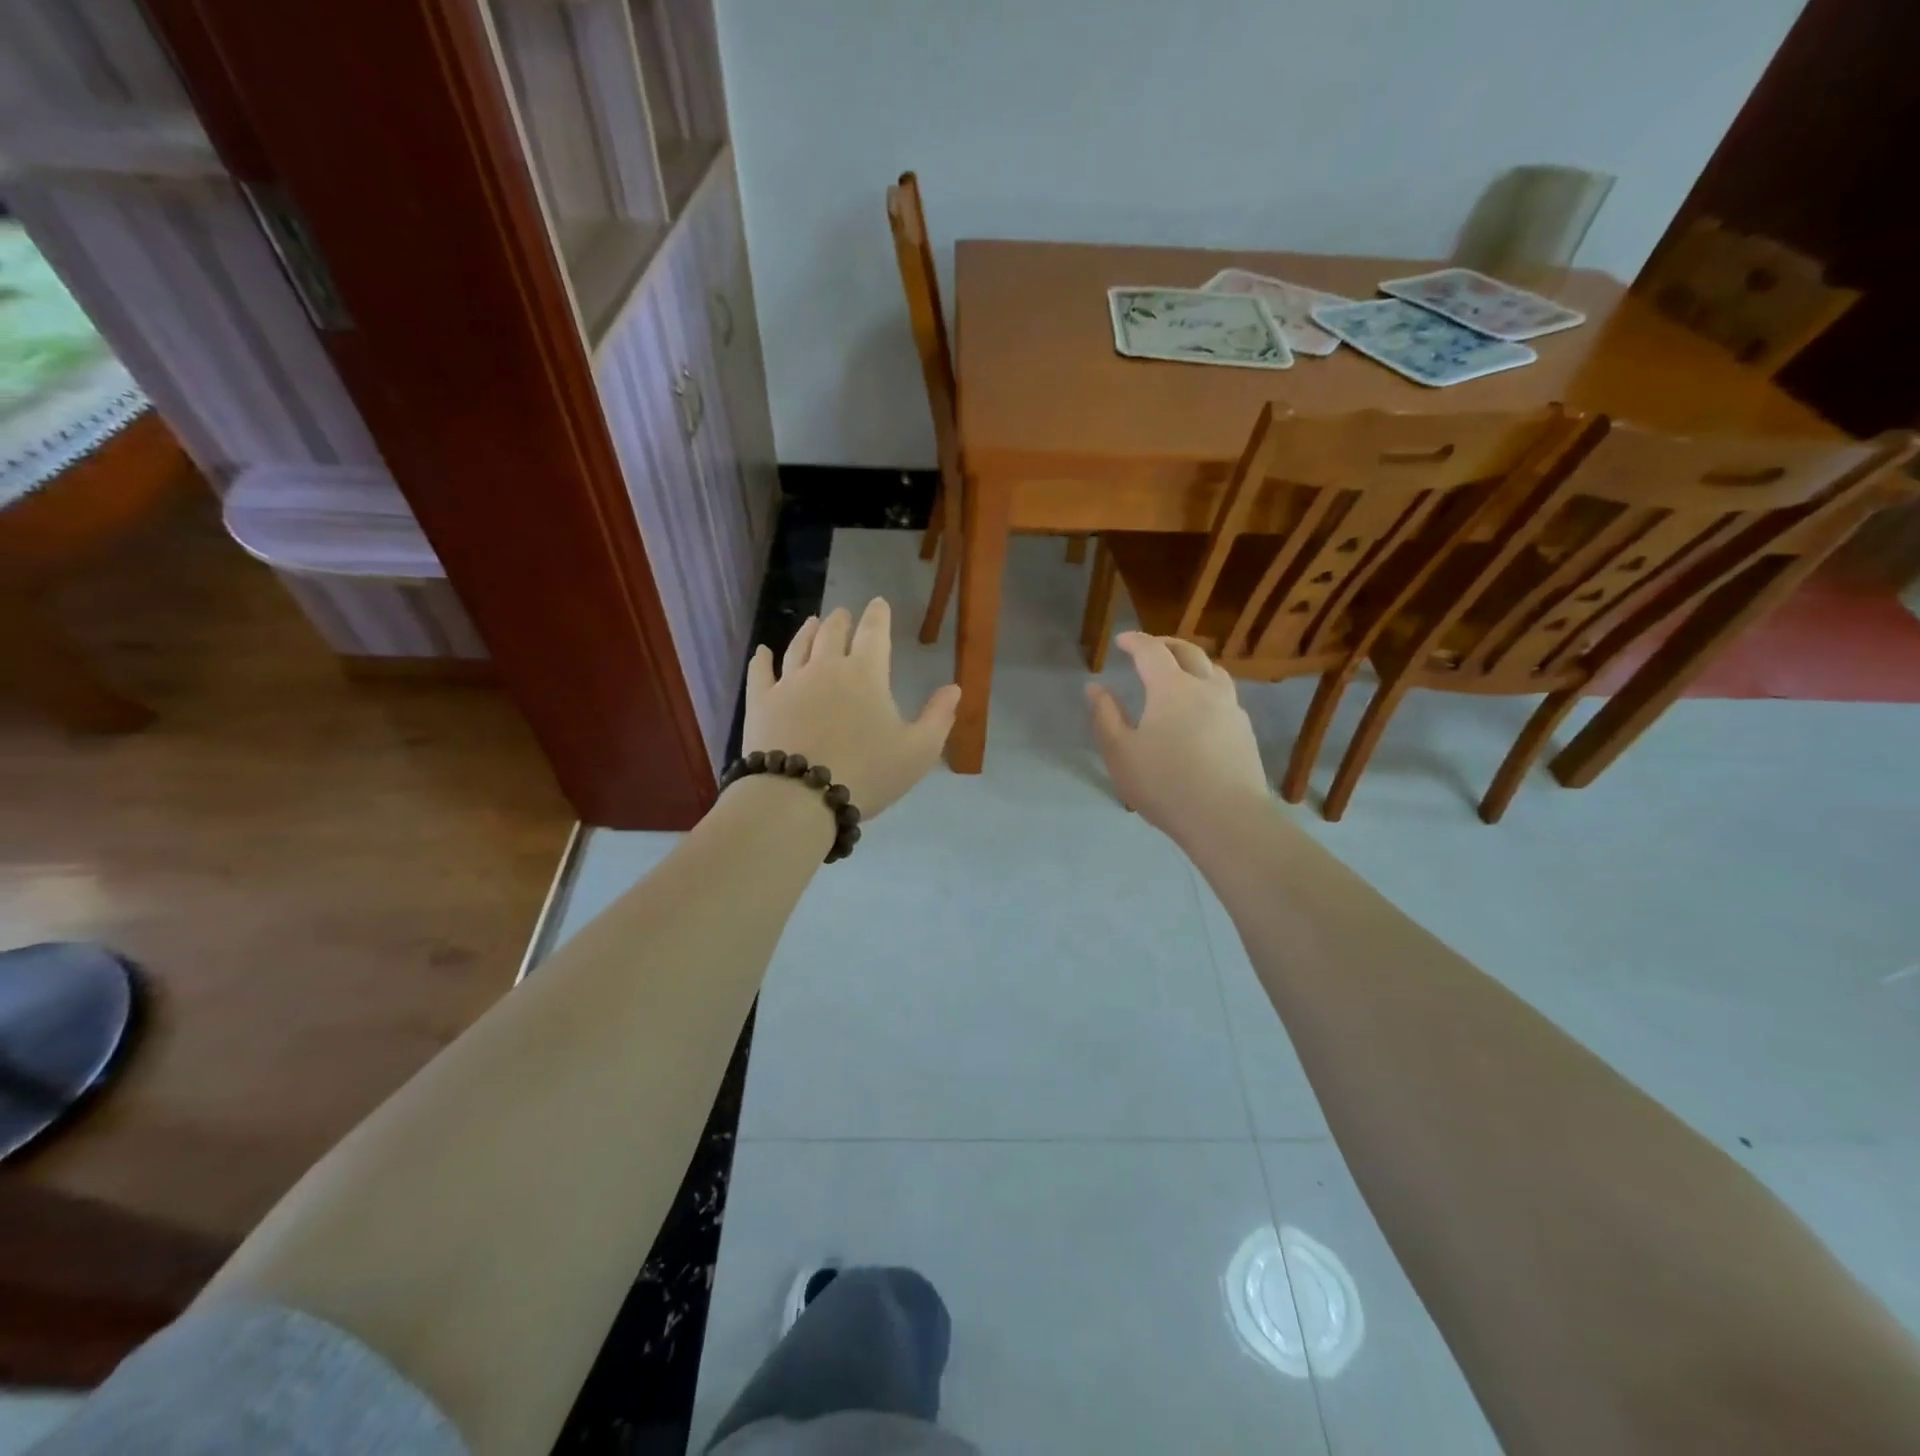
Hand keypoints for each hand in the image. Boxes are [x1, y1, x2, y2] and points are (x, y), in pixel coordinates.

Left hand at [742, 599, 960, 816]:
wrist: (799, 796)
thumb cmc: (867, 774)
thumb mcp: (918, 751)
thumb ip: (939, 717)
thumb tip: (954, 687)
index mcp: (866, 675)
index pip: (874, 633)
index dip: (878, 615)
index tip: (878, 603)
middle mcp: (826, 668)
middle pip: (833, 633)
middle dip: (841, 620)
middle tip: (843, 614)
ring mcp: (789, 683)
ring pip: (798, 646)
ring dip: (808, 631)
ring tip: (813, 622)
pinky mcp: (761, 702)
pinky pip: (760, 672)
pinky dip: (762, 659)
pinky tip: (762, 652)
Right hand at [1086, 632, 1270, 844]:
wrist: (1227, 818)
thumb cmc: (1165, 784)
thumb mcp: (1120, 752)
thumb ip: (1105, 716)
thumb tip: (1096, 688)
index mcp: (1172, 688)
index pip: (1152, 650)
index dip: (1135, 641)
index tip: (1121, 641)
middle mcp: (1206, 688)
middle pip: (1188, 652)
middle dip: (1166, 644)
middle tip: (1149, 648)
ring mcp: (1231, 709)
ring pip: (1213, 671)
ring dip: (1192, 663)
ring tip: (1178, 673)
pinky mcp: (1244, 732)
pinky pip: (1224, 696)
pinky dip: (1207, 688)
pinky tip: (1199, 710)